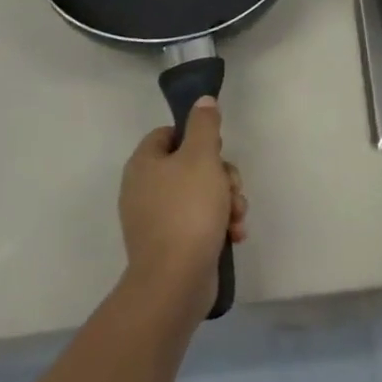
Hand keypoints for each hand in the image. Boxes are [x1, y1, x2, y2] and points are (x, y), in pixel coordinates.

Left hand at [118, 97, 246, 321]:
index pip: (169, 134)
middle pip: (191, 165)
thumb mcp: (202, 157)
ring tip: (237, 216)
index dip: (196, 136)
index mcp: (144, 164)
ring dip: (227, 201)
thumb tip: (202, 100)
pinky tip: (234, 234)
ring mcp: (156, 219)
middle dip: (222, 175)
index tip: (218, 148)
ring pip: (201, 194)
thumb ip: (204, 124)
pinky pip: (199, 222)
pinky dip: (219, 224)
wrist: (175, 280)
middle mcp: (144, 189)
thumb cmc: (188, 209)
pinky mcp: (170, 244)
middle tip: (233, 187)